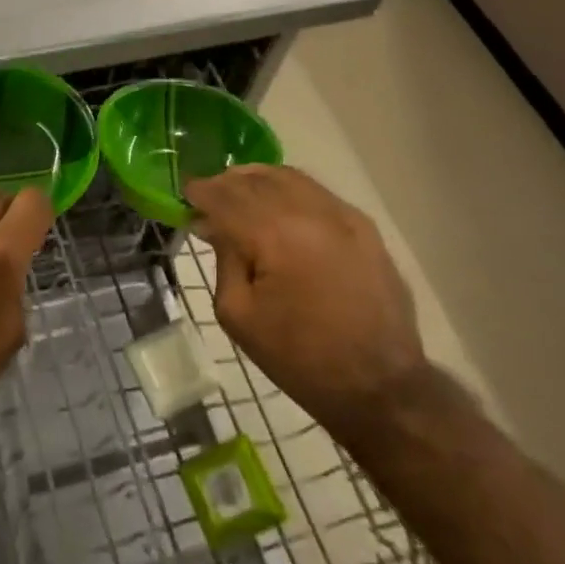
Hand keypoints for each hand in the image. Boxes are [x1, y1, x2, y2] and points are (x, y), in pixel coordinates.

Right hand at [187, 166, 426, 435]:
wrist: (379, 386)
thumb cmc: (298, 357)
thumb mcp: (238, 314)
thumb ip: (223, 258)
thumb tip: (213, 224)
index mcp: (273, 235)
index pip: (225, 196)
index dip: (200, 191)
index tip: (185, 193)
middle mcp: (309, 212)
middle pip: (255, 179)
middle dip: (226, 183)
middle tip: (207, 196)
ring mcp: (342, 215)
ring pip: (289, 177)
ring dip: (257, 180)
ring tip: (239, 194)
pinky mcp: (364, 226)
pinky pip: (317, 192)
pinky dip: (289, 190)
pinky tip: (278, 207)